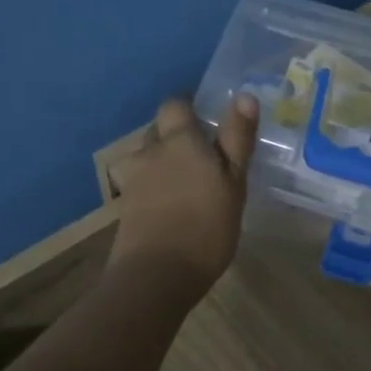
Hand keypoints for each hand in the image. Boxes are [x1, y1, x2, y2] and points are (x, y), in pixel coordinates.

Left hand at [109, 94, 258, 295]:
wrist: (156, 274)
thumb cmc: (206, 227)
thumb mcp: (234, 183)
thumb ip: (237, 139)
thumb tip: (244, 95)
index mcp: (180, 140)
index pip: (176, 105)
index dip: (188, 108)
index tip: (206, 120)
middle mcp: (151, 152)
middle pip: (158, 130)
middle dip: (174, 134)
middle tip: (201, 153)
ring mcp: (134, 180)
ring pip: (147, 157)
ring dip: (162, 161)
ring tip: (185, 181)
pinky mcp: (125, 207)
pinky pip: (141, 184)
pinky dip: (154, 187)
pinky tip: (171, 205)